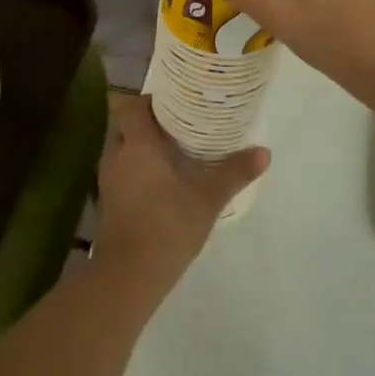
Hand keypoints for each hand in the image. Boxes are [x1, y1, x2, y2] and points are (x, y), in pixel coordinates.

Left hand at [91, 94, 268, 303]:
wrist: (128, 277)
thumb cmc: (167, 226)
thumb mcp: (208, 198)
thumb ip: (234, 172)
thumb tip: (264, 152)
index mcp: (137, 144)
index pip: (130, 105)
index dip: (149, 98)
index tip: (174, 98)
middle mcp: (118, 155)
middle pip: (126, 124)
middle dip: (149, 121)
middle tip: (180, 121)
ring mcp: (109, 180)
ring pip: (124, 148)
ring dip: (143, 145)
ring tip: (175, 147)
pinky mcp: (109, 202)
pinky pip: (123, 170)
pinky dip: (138, 168)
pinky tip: (163, 179)